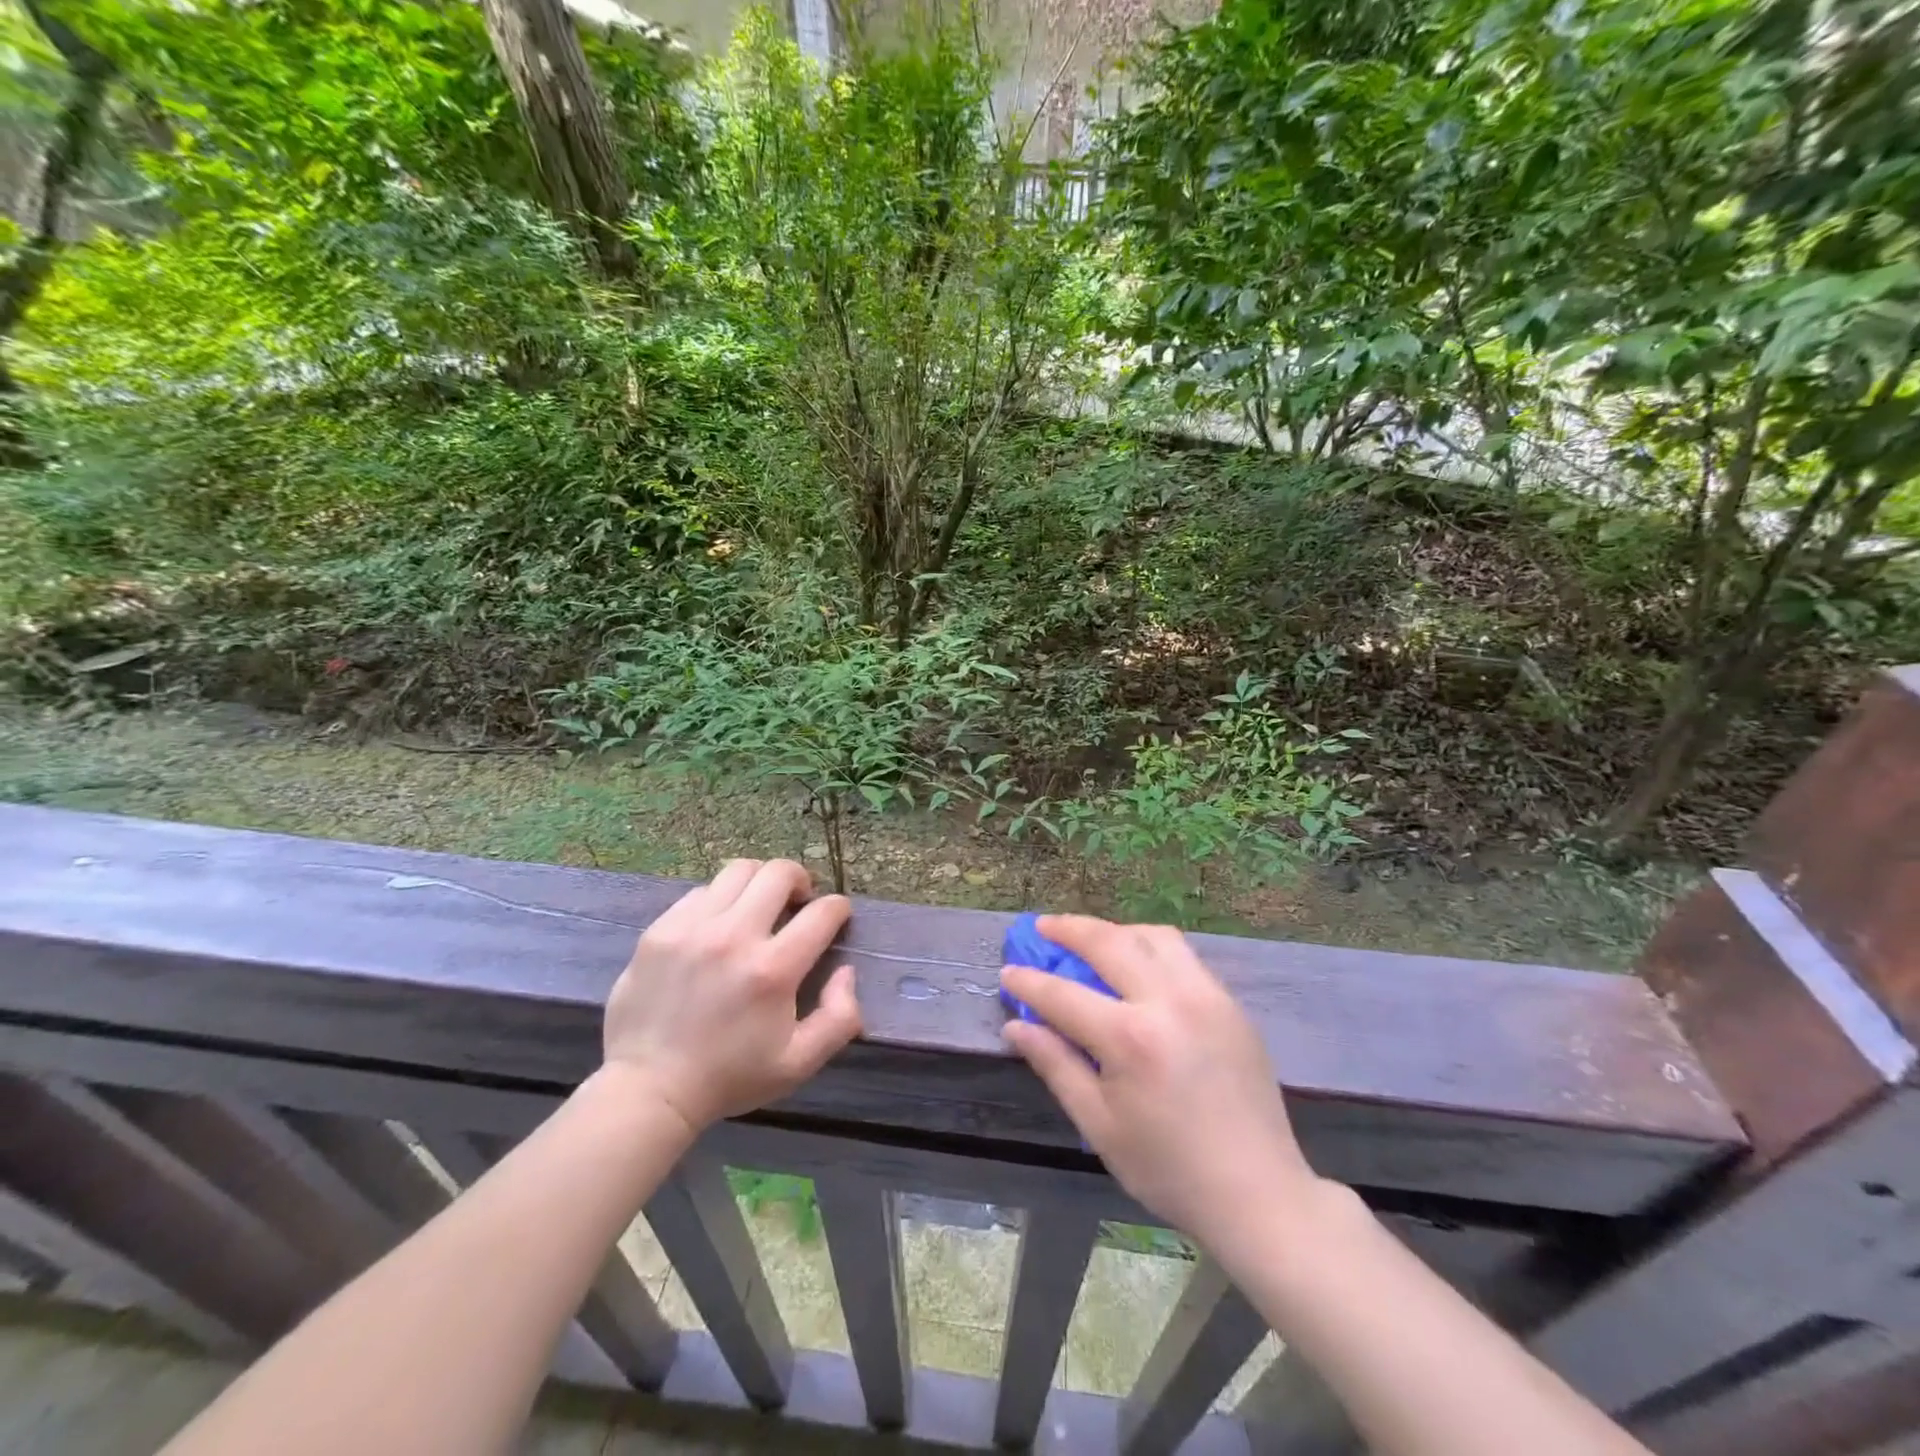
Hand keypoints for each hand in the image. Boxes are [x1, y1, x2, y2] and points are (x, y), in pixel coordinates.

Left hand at [603, 859, 861, 1133]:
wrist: (649, 1090)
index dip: (838, 908)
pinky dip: (719, 900)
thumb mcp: (799, 1063)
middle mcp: (735, 936)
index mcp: (773, 970)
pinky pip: (700, 892)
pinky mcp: (660, 930)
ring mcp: (693, 928)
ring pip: (738, 871)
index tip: (836, 916)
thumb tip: (845, 971)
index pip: (822, 912)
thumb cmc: (730, 1077)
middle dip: (800, 880)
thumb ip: (840, 1017)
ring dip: (759, 882)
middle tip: (798, 902)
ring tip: (758, 905)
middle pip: (779, 873)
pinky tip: (718, 924)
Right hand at [1000, 916, 1321, 1250]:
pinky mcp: (1230, 1003)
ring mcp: (1206, 996)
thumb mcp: (1100, 1126)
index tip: (1008, 972)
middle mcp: (1169, 1001)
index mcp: (1131, 1038)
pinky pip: (1184, 955)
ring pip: (1153, 935)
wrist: (1259, 1193)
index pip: (1064, 994)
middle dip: (1069, 929)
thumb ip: (1056, 1065)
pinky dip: (1151, 947)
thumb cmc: (1169, 1169)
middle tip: (1043, 927)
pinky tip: (1138, 966)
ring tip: (1092, 940)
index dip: (1029, 982)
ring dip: (1115, 930)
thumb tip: (1016, 1027)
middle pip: (1109, 941)